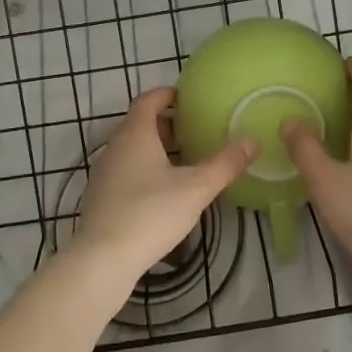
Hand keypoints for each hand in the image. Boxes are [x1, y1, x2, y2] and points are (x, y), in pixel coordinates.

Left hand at [71, 88, 256, 285]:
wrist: (103, 258)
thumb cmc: (151, 213)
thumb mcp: (196, 188)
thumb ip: (225, 164)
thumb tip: (252, 141)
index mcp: (135, 134)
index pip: (147, 100)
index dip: (166, 94)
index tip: (185, 97)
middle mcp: (115, 147)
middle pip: (138, 124)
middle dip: (164, 124)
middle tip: (191, 131)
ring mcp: (103, 173)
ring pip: (130, 149)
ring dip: (154, 148)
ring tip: (181, 161)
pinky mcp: (99, 197)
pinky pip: (124, 171)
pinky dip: (142, 169)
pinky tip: (160, 191)